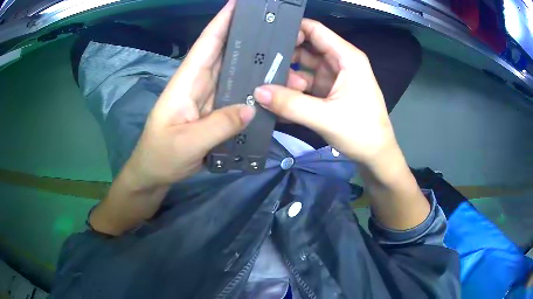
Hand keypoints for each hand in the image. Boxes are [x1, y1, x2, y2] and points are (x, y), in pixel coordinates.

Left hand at [122, 0, 256, 191]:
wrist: (155, 172)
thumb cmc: (161, 155)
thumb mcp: (187, 142)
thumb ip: (218, 126)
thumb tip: (252, 107)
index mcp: (187, 81)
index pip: (207, 43)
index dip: (223, 21)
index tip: (241, 4)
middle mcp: (199, 83)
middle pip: (224, 52)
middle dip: (246, 35)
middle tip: (274, 26)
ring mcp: (208, 97)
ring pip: (233, 71)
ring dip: (254, 62)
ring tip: (282, 54)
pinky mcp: (215, 111)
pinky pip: (236, 93)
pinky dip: (252, 87)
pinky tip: (270, 85)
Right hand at [253, 19, 395, 164]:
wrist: (376, 155)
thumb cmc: (361, 132)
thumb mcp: (325, 117)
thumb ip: (291, 104)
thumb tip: (258, 92)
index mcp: (346, 58)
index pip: (316, 30)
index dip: (292, 28)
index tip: (267, 37)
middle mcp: (340, 63)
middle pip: (306, 48)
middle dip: (284, 56)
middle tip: (259, 66)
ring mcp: (333, 78)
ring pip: (303, 68)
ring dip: (287, 78)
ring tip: (267, 90)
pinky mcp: (329, 92)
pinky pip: (306, 85)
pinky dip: (293, 91)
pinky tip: (276, 100)